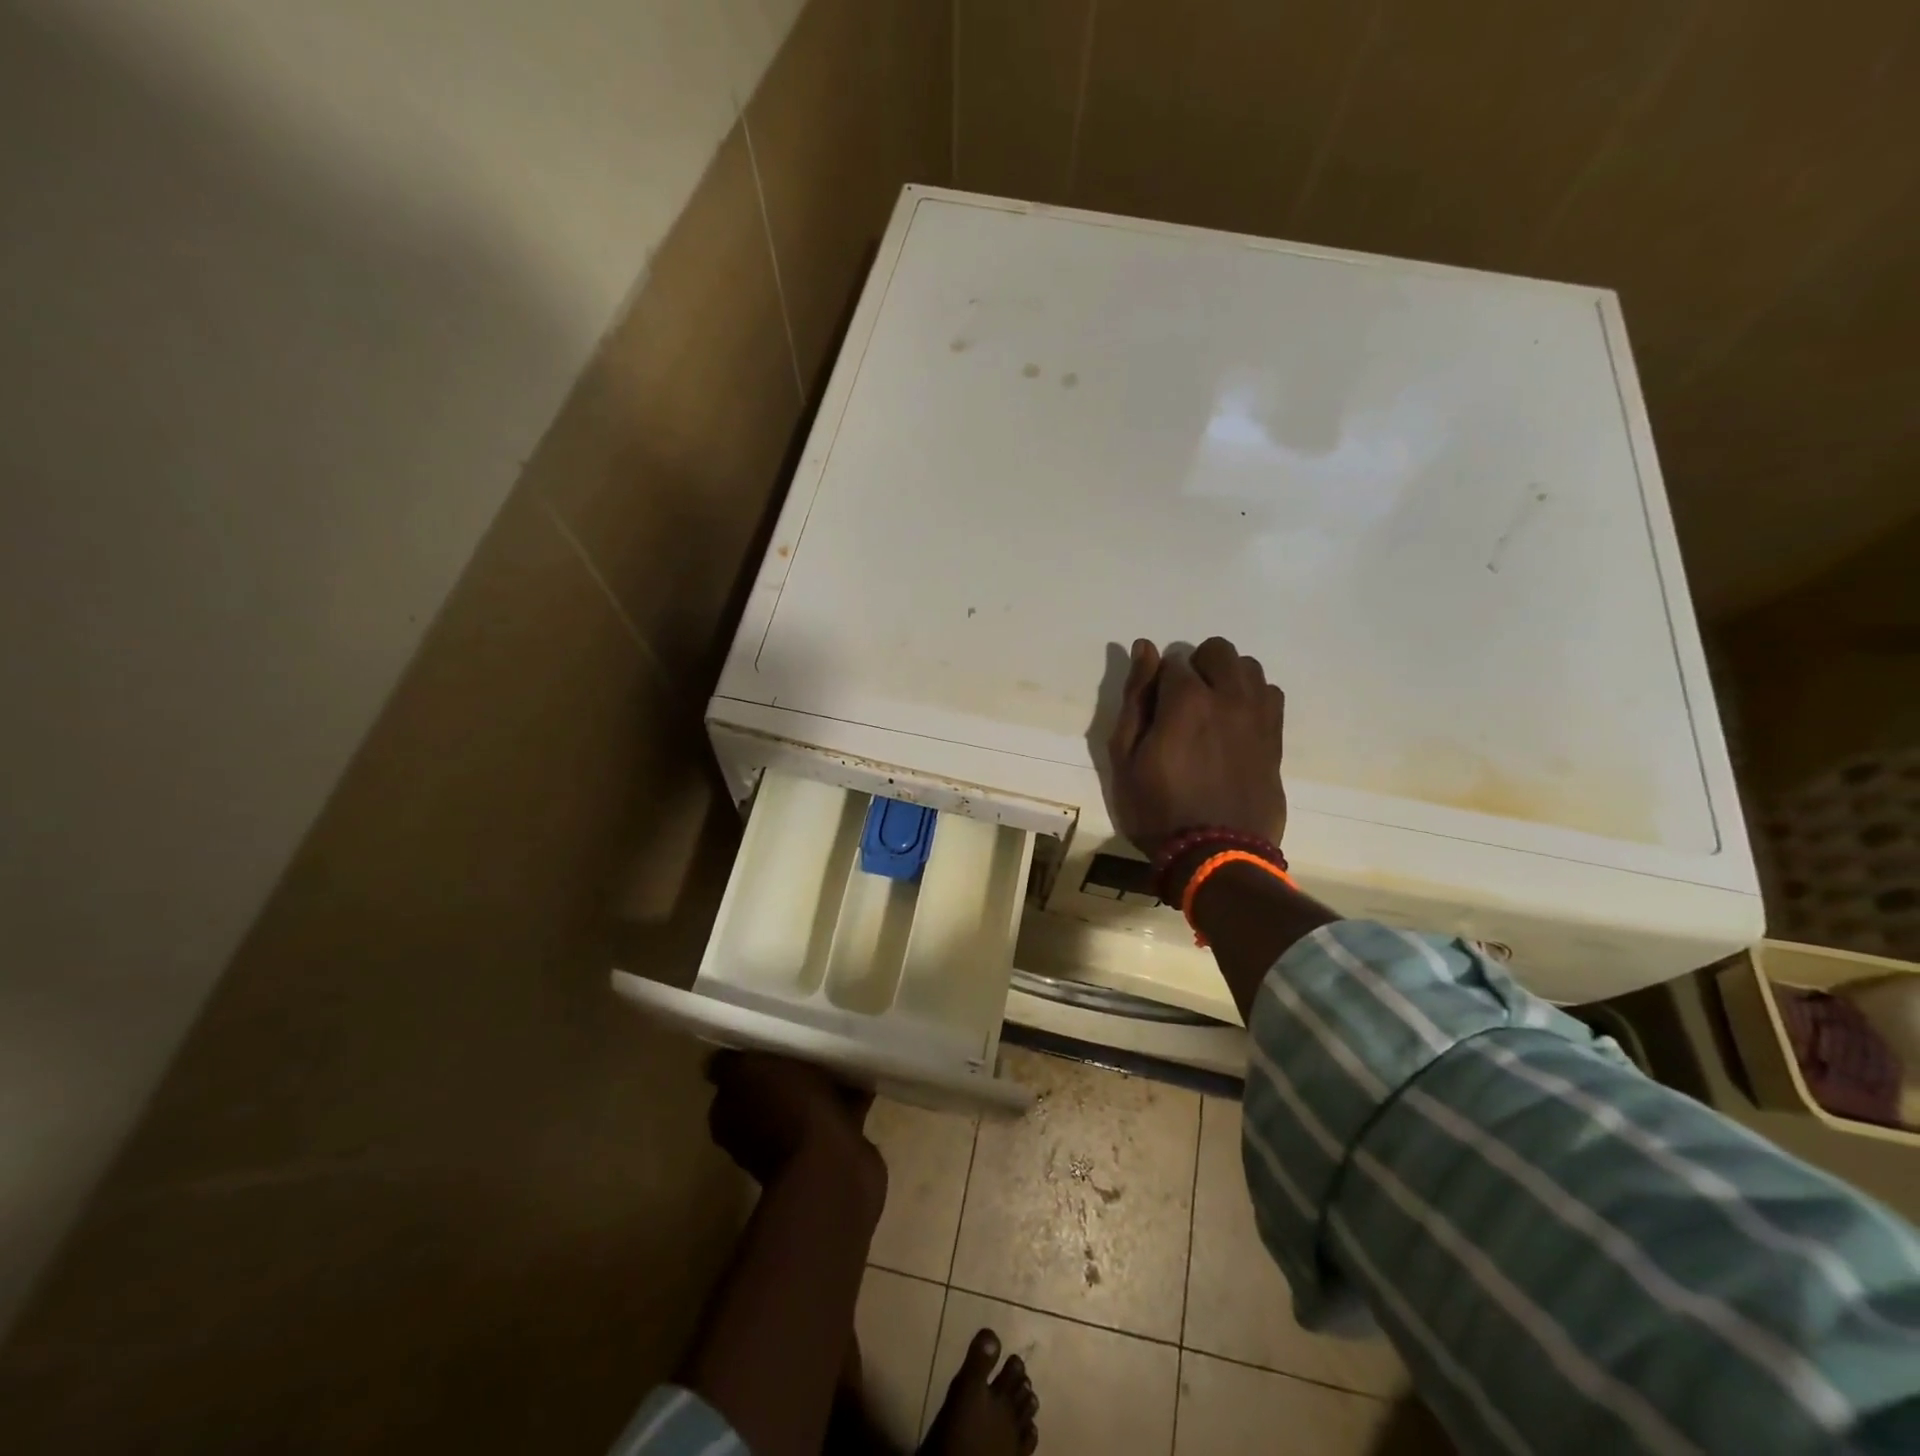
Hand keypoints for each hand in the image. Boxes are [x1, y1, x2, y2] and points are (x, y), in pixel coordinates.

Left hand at [706, 1051, 882, 1195]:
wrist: (830, 1165)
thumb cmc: (785, 1108)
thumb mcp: (748, 1071)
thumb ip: (729, 1064)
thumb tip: (717, 1060)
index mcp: (730, 1116)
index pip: (734, 1079)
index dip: (751, 1057)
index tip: (770, 1034)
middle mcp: (756, 1133)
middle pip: (772, 1088)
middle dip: (789, 1068)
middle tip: (809, 1038)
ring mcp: (794, 1144)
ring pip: (806, 1100)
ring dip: (820, 1081)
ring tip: (840, 1050)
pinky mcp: (830, 1149)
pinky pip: (839, 1111)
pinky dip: (849, 1095)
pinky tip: (863, 1071)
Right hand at [1105, 636, 1286, 858]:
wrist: (1215, 854)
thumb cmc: (1156, 809)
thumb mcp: (1125, 757)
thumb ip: (1136, 698)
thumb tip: (1144, 649)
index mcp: (1186, 700)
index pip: (1174, 660)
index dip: (1160, 680)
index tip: (1154, 708)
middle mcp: (1228, 697)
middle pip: (1218, 651)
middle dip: (1197, 666)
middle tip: (1182, 703)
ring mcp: (1258, 717)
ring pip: (1250, 668)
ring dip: (1228, 677)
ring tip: (1212, 710)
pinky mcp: (1275, 738)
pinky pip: (1271, 695)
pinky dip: (1252, 697)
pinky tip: (1236, 724)